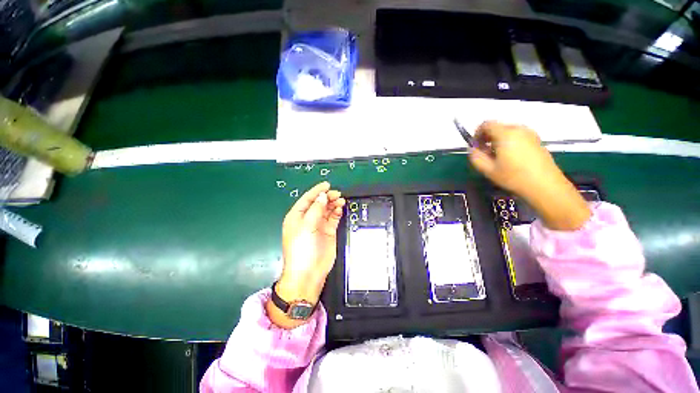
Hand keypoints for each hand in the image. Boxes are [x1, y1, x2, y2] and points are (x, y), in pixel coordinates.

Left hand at [267, 181, 344, 328]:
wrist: (309, 273)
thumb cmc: (301, 250)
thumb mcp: (306, 227)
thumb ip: (315, 210)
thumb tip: (322, 196)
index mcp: (297, 217)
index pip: (307, 199)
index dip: (316, 191)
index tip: (326, 185)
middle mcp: (308, 219)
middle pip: (318, 203)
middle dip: (327, 197)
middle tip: (337, 194)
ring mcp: (319, 225)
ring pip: (327, 210)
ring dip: (333, 204)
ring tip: (340, 200)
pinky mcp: (328, 232)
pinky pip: (333, 218)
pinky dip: (336, 212)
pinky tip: (340, 209)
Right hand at [468, 121, 590, 230]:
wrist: (545, 185)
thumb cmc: (513, 177)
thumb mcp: (487, 169)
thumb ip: (475, 156)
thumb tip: (473, 149)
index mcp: (505, 134)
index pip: (486, 124)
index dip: (477, 134)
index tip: (475, 146)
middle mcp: (519, 129)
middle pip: (497, 127)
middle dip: (487, 138)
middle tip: (485, 154)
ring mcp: (530, 134)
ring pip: (507, 132)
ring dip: (498, 141)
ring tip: (497, 157)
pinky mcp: (537, 140)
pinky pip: (517, 136)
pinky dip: (509, 143)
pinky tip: (510, 158)